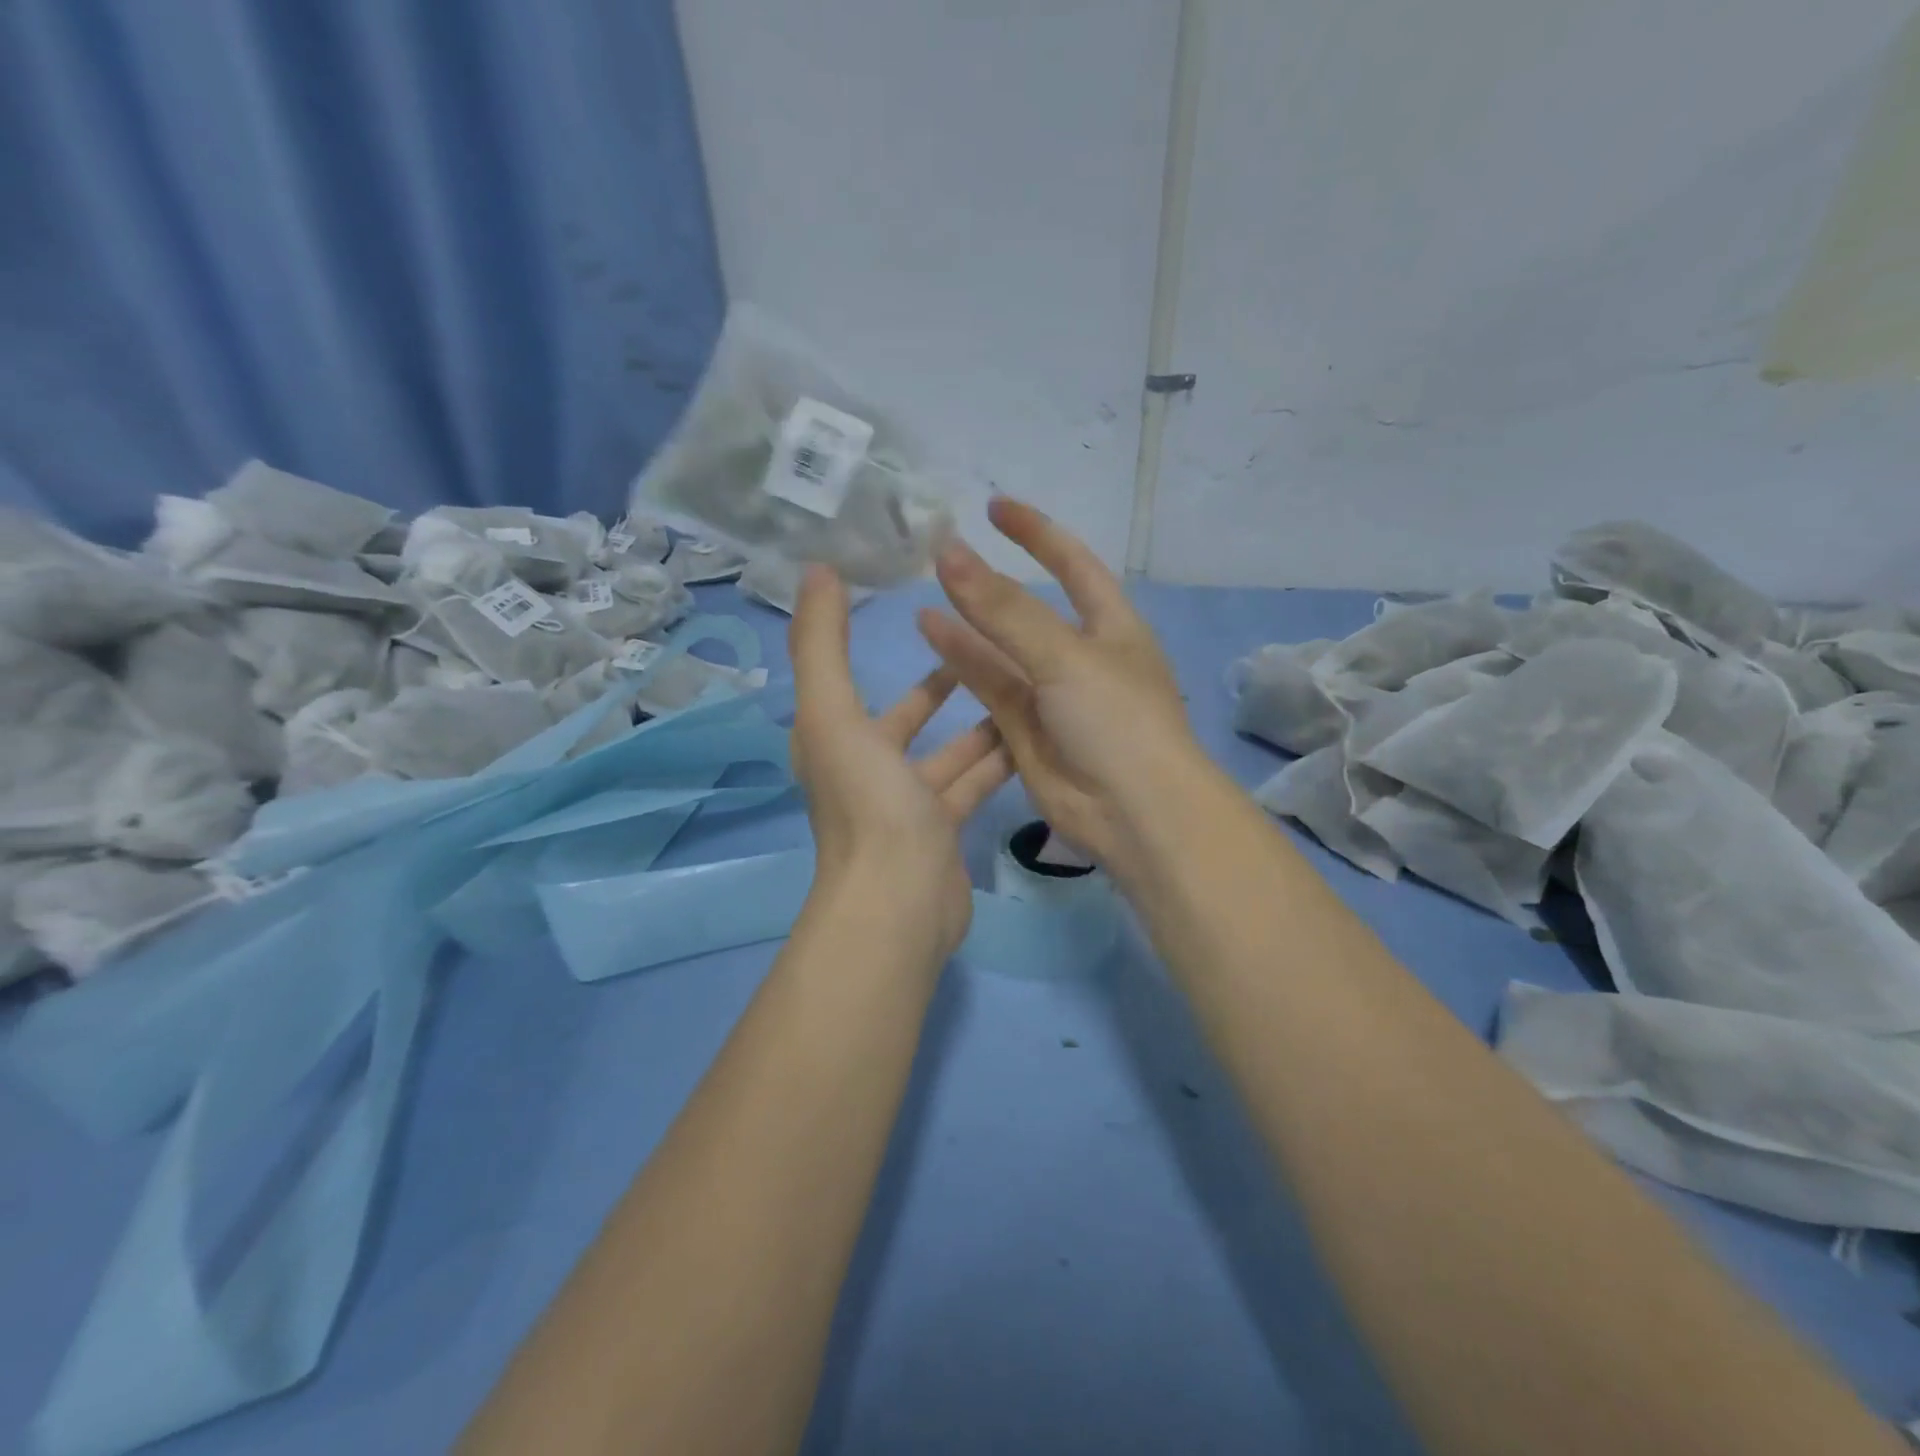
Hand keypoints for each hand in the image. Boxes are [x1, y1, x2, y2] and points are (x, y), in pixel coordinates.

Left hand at [791, 566, 1011, 956]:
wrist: (901, 902)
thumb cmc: (868, 802)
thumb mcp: (833, 713)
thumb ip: (821, 643)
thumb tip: (816, 570)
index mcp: (835, 739)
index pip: (847, 678)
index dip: (867, 640)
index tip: (913, 603)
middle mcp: (868, 769)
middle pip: (907, 717)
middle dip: (942, 684)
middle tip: (985, 644)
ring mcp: (909, 804)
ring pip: (950, 751)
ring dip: (980, 721)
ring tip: (1023, 684)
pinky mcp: (945, 829)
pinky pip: (974, 784)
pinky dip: (998, 762)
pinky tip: (1033, 737)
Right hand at [916, 498, 1206, 880]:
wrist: (1135, 814)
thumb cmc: (1116, 719)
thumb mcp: (1064, 654)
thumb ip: (1004, 608)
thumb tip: (949, 552)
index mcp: (1111, 626)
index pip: (1073, 564)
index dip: (1037, 534)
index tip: (995, 508)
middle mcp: (1082, 656)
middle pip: (1030, 609)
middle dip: (992, 584)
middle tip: (942, 557)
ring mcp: (1053, 696)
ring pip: (1003, 651)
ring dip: (967, 625)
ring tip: (924, 599)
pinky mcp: (1026, 732)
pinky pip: (991, 688)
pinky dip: (963, 663)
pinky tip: (931, 637)